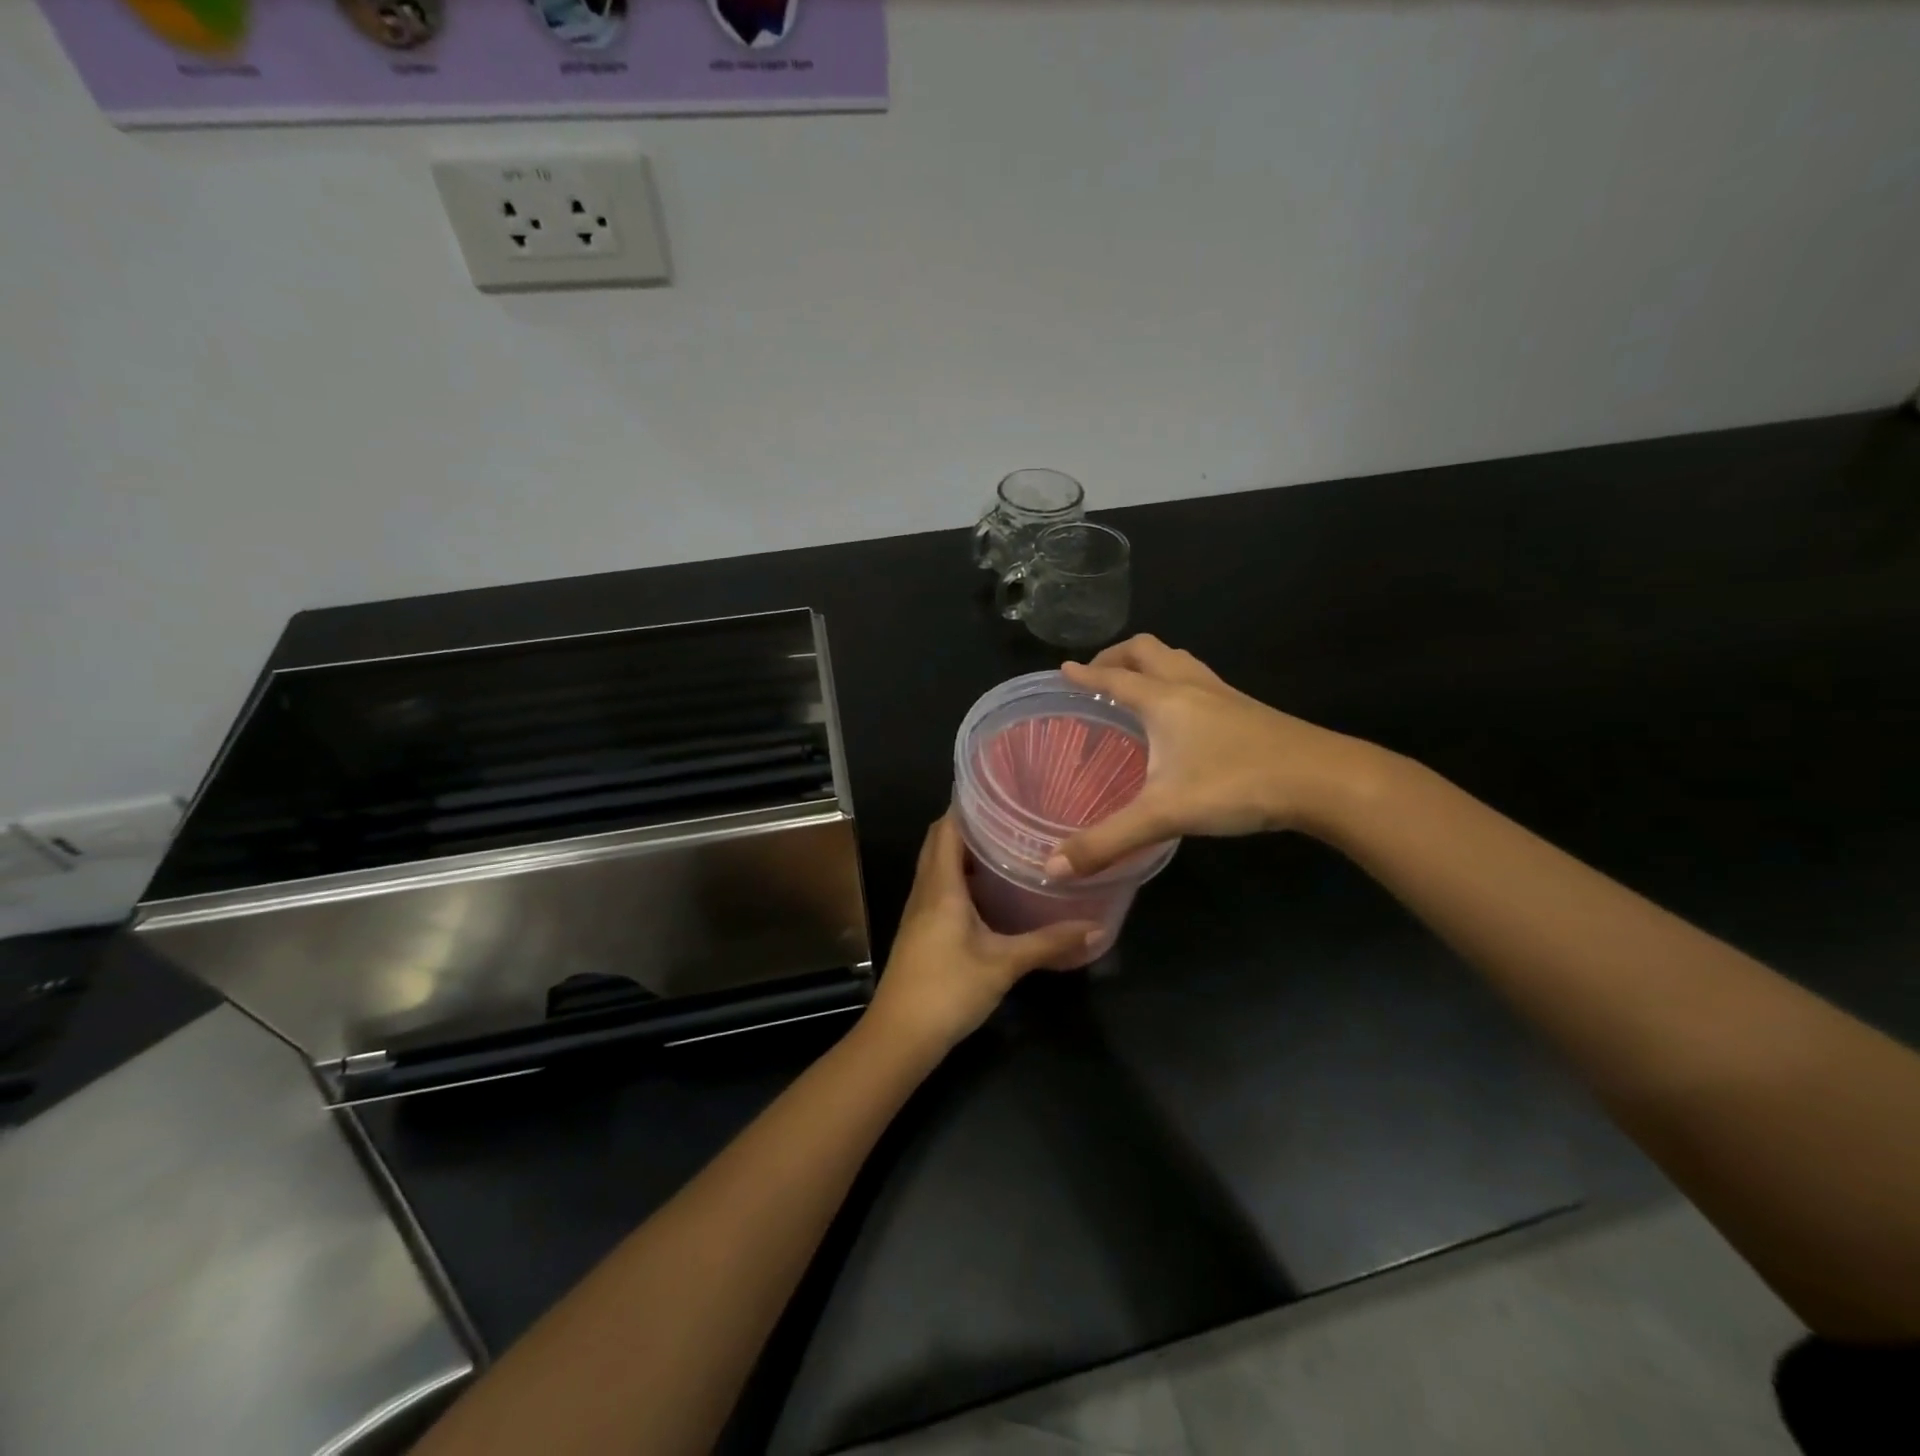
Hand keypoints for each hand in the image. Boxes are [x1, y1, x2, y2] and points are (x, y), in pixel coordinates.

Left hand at [867, 814, 1099, 1051]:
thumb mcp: (1004, 964)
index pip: (947, 828)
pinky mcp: (920, 929)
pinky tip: (989, 891)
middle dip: (969, 824)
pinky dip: (960, 877)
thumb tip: (1095, 928)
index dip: (967, 805)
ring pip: (937, 865)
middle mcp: (926, 889)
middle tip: (1010, 816)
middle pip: (940, 841)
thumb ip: (1049, 943)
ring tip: (1005, 845)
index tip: (1000, 791)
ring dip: (964, 851)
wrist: (900, 1035)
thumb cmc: (948, 990)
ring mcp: (919, 910)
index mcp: (941, 885)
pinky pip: (939, 887)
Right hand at [1048, 635, 1385, 876]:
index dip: (1085, 674)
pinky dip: (1179, 683)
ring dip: (1151, 664)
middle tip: (1097, 675)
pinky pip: (1202, 681)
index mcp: (1164, 700)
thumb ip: (1106, 841)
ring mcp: (1225, 696)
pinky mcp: (1249, 711)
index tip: (1063, 669)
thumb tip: (1051, 869)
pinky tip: (1184, 717)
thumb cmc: (1236, 785)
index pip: (1114, 678)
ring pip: (1180, 660)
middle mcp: (1191, 687)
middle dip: (1116, 656)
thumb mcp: (1163, 815)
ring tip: (1136, 686)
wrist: (1323, 780)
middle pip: (1147, 651)